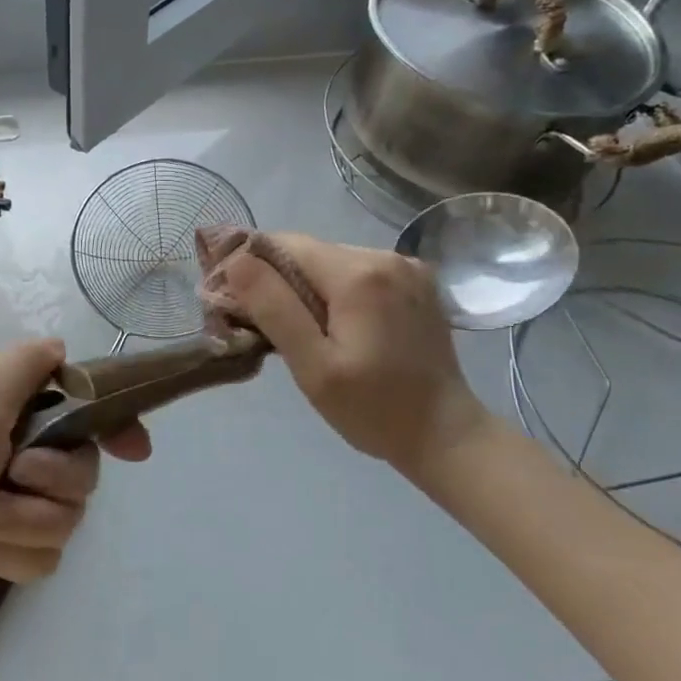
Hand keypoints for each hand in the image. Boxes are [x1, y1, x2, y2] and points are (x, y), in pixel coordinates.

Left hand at [0, 340, 150, 637]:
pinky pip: (41, 552)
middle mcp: (0, 445)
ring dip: (23, 519)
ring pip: (65, 511)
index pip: (67, 397)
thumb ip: (23, 372)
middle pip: (78, 460)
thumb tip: (58, 344)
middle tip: (15, 475)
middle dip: (54, 475)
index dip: (104, 418)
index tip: (134, 450)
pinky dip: (10, 554)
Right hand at [211, 233, 491, 480]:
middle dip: (278, 279)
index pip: (284, 244)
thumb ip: (274, 308)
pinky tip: (337, 326)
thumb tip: (236, 260)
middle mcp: (384, 256)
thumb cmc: (373, 409)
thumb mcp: (313, 366)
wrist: (447, 435)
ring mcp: (406, 267)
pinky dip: (336, 290)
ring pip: (331, 261)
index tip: (233, 301)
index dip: (251, 265)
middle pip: (308, 251)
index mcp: (358, 274)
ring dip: (307, 286)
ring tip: (301, 331)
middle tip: (261, 325)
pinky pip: (358, 271)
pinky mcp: (416, 282)